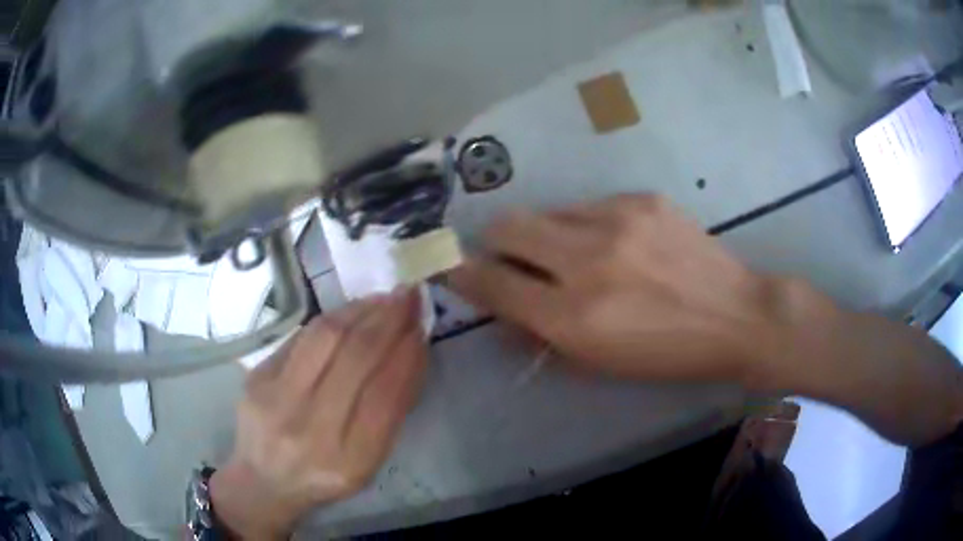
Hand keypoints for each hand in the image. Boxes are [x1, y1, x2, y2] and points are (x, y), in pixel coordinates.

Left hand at [209, 290, 427, 538]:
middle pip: (356, 359)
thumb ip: (390, 412)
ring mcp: (278, 400)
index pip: (386, 395)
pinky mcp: (258, 377)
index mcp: (349, 461)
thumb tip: (410, 350)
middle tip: (409, 296)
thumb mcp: (367, 462)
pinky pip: (301, 337)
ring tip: (384, 298)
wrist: (264, 479)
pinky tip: (351, 311)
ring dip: (361, 310)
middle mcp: (311, 430)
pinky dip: (333, 318)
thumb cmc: (324, 476)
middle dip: (388, 320)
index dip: (407, 355)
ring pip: (326, 338)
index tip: (422, 326)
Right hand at [450, 194, 782, 384]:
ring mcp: (617, 220)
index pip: (493, 283)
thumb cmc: (667, 353)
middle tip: (510, 257)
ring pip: (546, 210)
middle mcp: (588, 261)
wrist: (736, 315)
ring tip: (572, 252)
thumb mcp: (598, 362)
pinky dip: (584, 224)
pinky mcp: (641, 198)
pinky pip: (588, 205)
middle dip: (495, 243)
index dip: (464, 275)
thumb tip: (501, 309)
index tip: (455, 268)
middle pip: (506, 227)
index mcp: (574, 316)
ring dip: (544, 233)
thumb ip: (541, 333)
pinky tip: (616, 242)